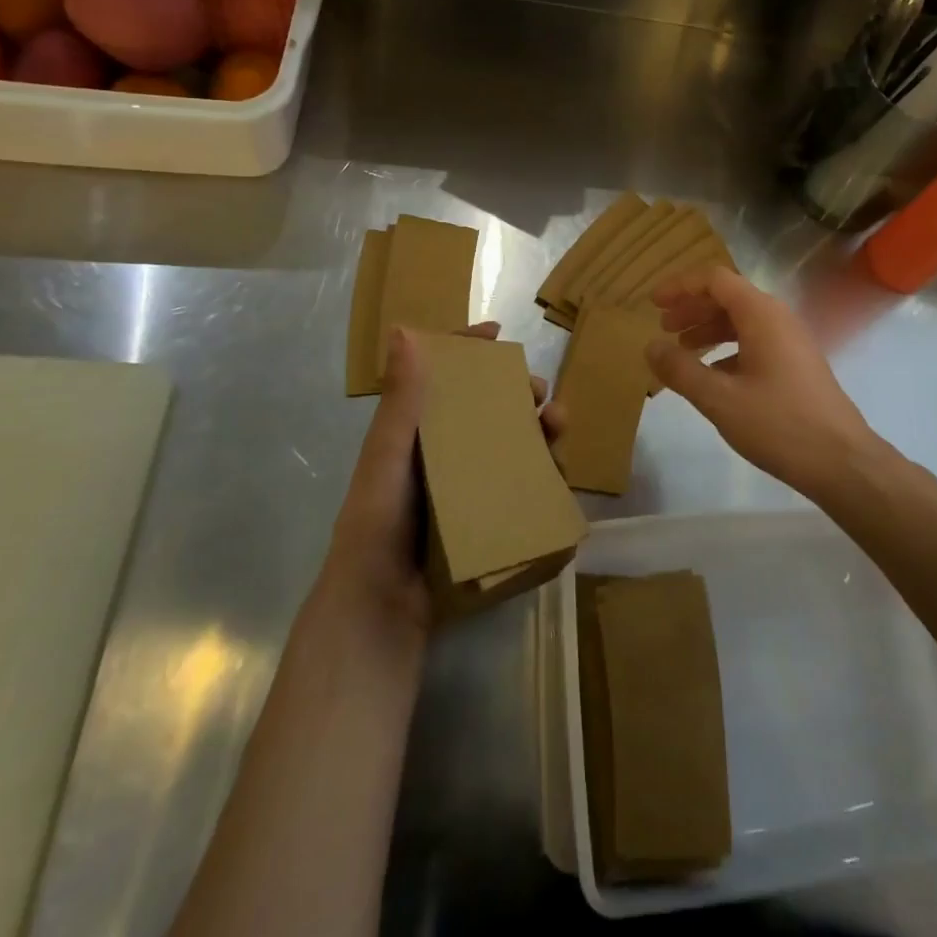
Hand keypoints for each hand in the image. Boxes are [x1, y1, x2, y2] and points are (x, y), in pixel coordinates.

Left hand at [323, 321, 563, 635]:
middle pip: (489, 407)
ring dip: (539, 428)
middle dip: (518, 391)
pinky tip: (558, 471)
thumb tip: (403, 330)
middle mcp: (446, 452)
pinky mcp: (489, 517)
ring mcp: (470, 486)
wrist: (382, 607)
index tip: (498, 332)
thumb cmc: (378, 523)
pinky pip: (523, 485)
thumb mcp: (388, 456)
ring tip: (557, 426)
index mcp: (417, 431)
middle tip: (540, 392)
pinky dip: (543, 472)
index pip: (445, 377)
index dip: (468, 349)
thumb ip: (401, 400)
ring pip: (513, 443)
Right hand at [646, 266, 879, 497]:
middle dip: (691, 308)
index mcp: (761, 314)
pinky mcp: (796, 364)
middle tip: (662, 327)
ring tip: (681, 350)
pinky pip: (754, 342)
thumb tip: (651, 346)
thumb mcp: (719, 399)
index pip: (715, 279)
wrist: (842, 461)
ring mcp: (790, 341)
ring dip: (708, 329)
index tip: (653, 303)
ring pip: (741, 321)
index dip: (680, 286)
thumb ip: (681, 370)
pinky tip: (711, 376)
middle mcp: (777, 318)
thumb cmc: (779, 424)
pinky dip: (726, 349)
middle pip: (728, 297)